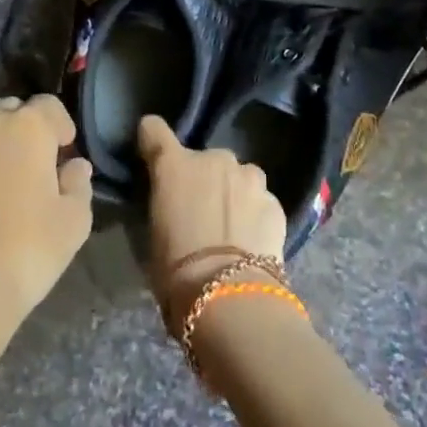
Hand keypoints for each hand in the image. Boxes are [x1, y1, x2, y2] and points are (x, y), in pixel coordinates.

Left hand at [0, 95, 92, 320]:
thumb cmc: (30, 248)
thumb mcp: (75, 220)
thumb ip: (78, 183)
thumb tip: (74, 167)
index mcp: (27, 125)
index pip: (49, 105)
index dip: (59, 128)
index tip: (63, 155)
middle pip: (7, 114)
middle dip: (20, 133)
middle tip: (29, 170)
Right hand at [137, 115, 286, 324]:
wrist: (230, 296)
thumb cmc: (176, 271)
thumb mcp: (155, 234)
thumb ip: (165, 205)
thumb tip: (172, 206)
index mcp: (174, 165)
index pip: (154, 130)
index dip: (152, 139)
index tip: (152, 152)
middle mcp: (213, 159)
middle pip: (204, 160)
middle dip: (203, 179)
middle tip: (200, 213)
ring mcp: (249, 177)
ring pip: (238, 177)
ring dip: (233, 193)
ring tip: (231, 229)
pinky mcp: (275, 202)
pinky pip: (260, 201)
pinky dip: (255, 214)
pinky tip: (252, 243)